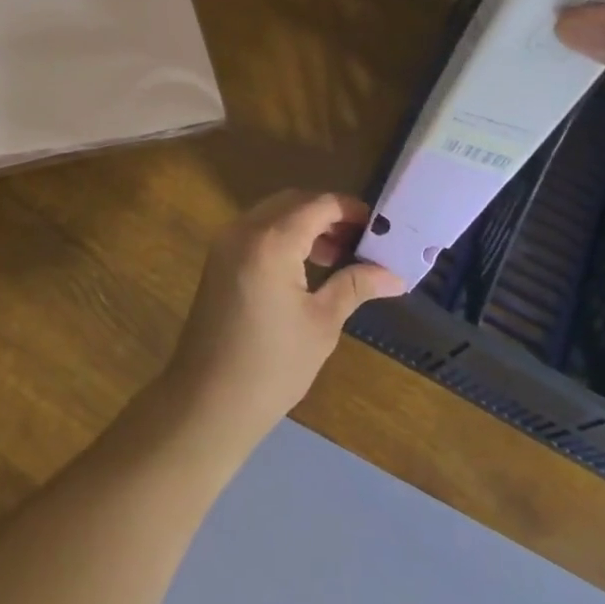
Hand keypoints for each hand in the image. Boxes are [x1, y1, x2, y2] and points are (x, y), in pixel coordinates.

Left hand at [162, 191, 402, 447]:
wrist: (208, 401)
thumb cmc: (272, 365)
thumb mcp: (322, 323)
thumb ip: (355, 286)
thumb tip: (396, 275)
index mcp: (271, 241)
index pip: (318, 205)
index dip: (350, 209)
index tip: (379, 227)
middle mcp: (243, 230)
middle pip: (293, 202)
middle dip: (328, 214)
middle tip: (360, 241)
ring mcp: (225, 243)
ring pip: (273, 213)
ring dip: (305, 224)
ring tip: (339, 256)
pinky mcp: (218, 260)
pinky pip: (256, 231)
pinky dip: (283, 236)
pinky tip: (306, 266)